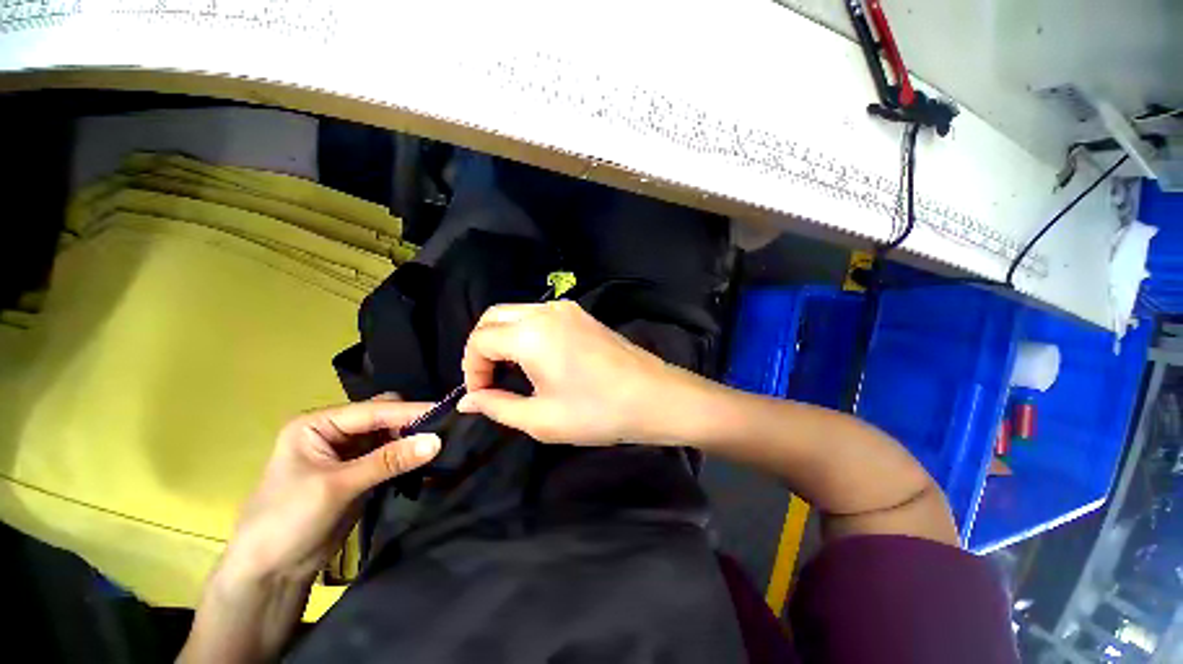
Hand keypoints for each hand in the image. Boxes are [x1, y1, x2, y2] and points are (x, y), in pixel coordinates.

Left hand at [222, 398, 440, 585]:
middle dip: (411, 422)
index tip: (445, 413)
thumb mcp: (338, 487)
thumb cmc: (287, 521)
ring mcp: (347, 452)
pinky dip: (407, 456)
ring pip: (390, 435)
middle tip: (443, 431)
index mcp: (318, 424)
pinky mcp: (359, 471)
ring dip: (412, 439)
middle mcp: (334, 431)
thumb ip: (388, 461)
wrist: (270, 572)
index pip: (373, 410)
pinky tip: (425, 459)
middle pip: (384, 416)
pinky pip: (390, 454)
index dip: (409, 411)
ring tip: (440, 444)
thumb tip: (437, 441)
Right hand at [457, 301, 685, 444]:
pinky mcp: (582, 314)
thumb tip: (468, 401)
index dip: (471, 369)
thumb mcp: (540, 419)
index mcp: (531, 334)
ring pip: (517, 313)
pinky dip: (526, 332)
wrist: (653, 397)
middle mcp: (546, 311)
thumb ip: (497, 406)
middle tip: (489, 381)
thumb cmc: (597, 412)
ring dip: (504, 338)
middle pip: (493, 317)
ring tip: (510, 372)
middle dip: (482, 348)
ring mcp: (567, 309)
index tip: (481, 395)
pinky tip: (536, 359)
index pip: (480, 340)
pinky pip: (540, 315)